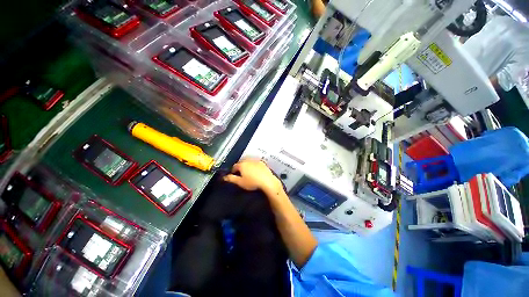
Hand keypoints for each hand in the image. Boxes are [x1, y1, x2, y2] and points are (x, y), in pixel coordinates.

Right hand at [223, 159, 282, 194]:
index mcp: (242, 165)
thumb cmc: (252, 182)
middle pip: (242, 163)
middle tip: (241, 174)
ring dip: (247, 166)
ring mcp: (256, 161)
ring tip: (248, 173)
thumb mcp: (240, 182)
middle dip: (240, 168)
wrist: (267, 181)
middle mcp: (248, 161)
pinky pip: (256, 164)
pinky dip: (254, 167)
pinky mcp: (263, 163)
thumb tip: (224, 177)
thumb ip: (231, 179)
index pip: (234, 166)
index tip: (233, 175)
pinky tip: (256, 172)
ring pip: (249, 163)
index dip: (233, 171)